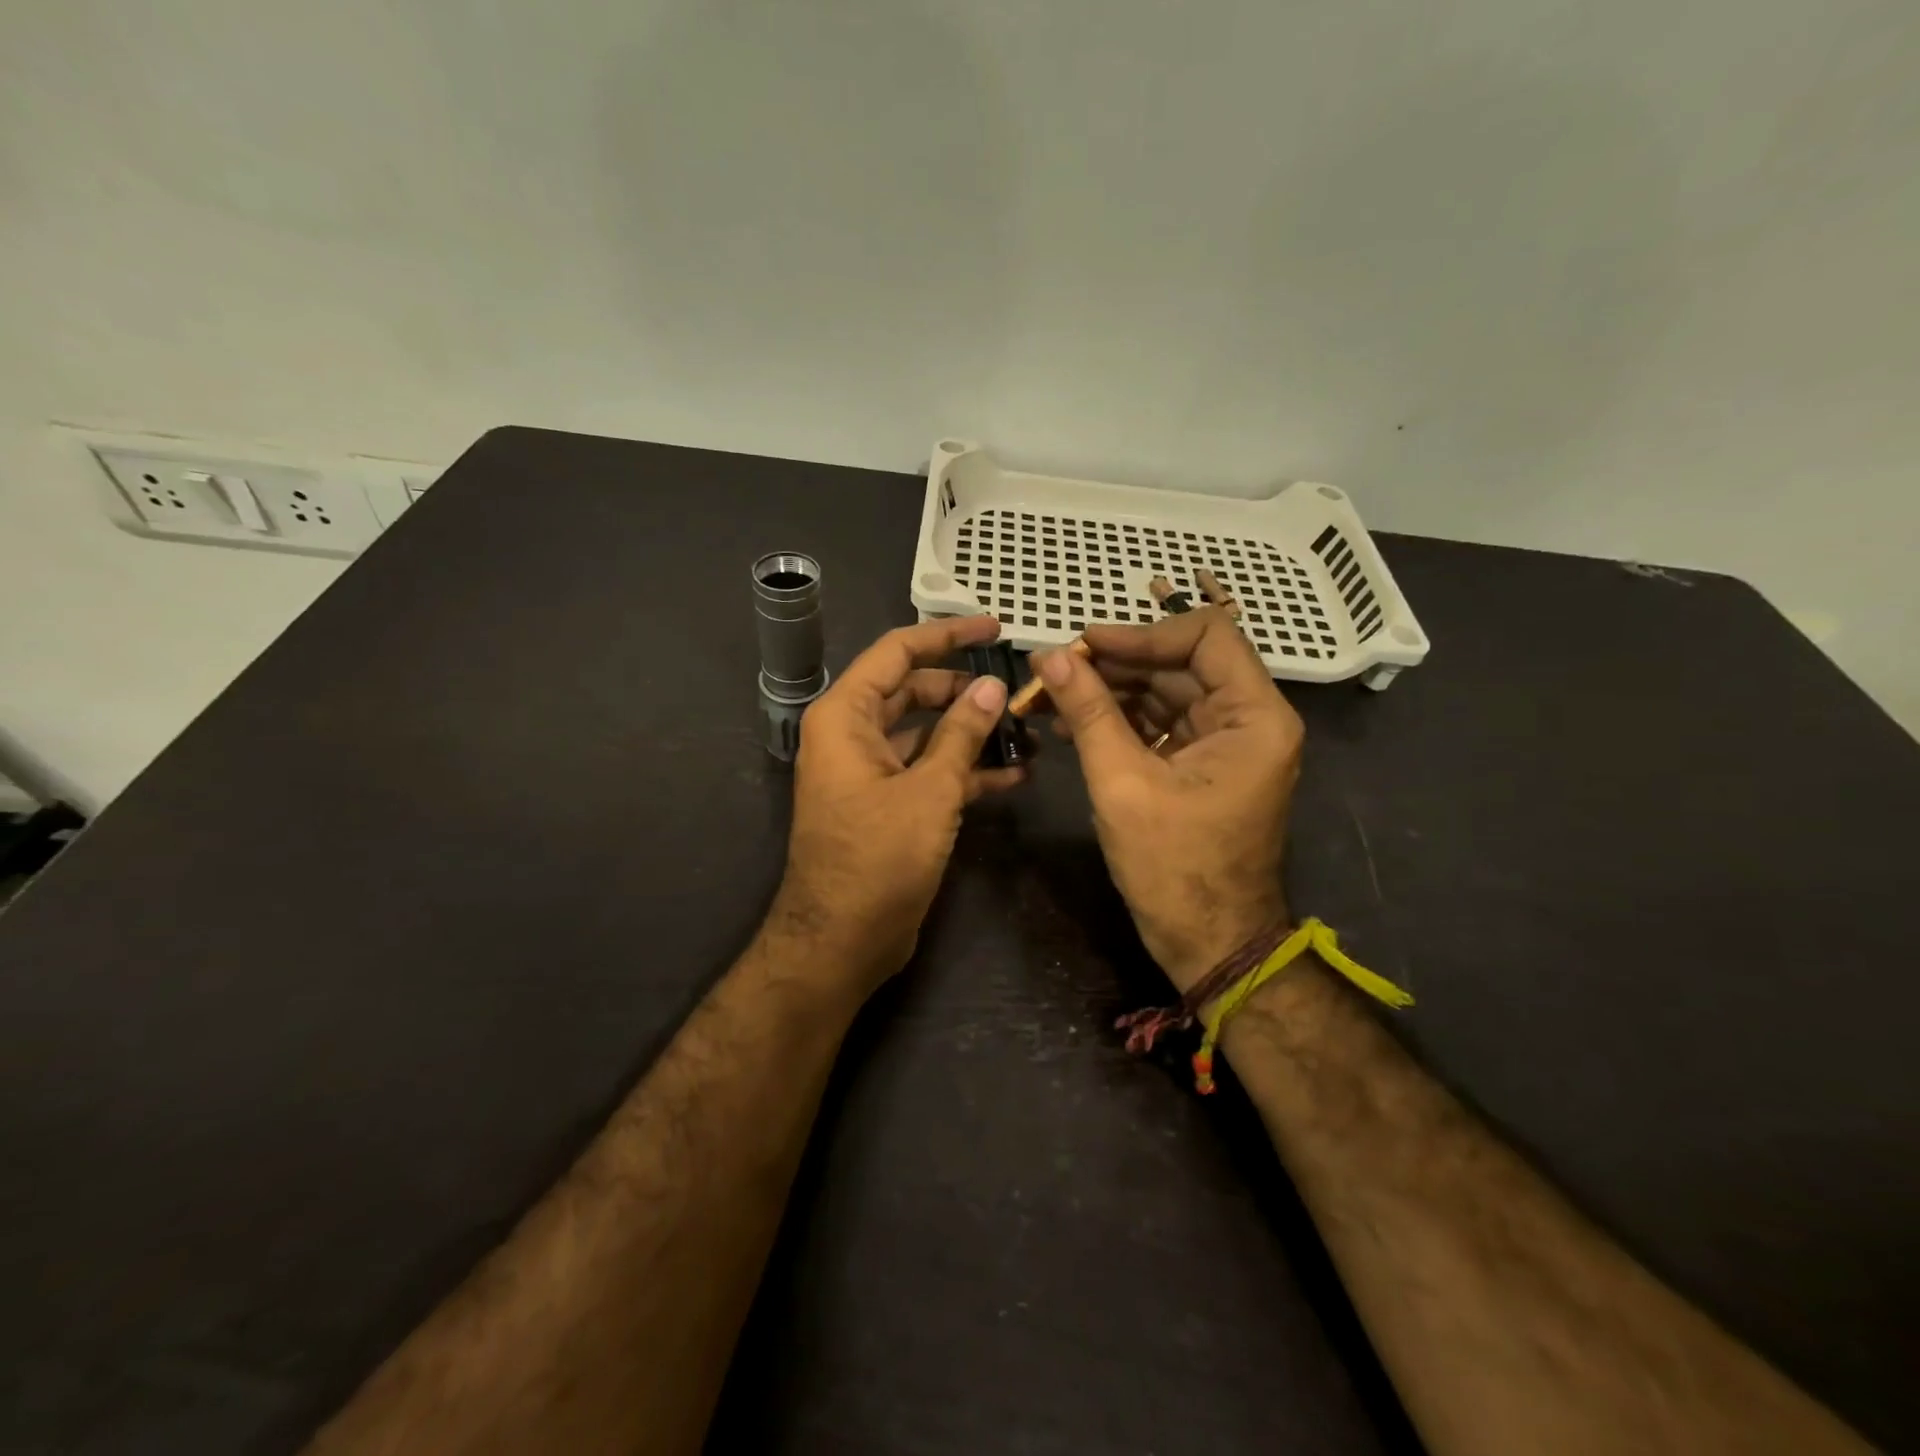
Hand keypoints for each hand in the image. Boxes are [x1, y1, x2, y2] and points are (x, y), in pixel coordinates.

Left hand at [768, 616, 1024, 994]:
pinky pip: (928, 772)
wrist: (842, 941)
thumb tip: (991, 686)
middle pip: (913, 691)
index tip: (994, 628)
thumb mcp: (929, 791)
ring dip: (971, 732)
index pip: (897, 652)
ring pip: (926, 734)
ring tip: (1025, 729)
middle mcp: (853, 735)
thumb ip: (962, 734)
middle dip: (964, 688)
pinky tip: (1015, 774)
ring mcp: (871, 772)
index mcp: (846, 716)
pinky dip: (965, 771)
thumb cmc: (878, 858)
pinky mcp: (888, 805)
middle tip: (1017, 688)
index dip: (946, 635)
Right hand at [1037, 608, 1302, 992]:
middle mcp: (1249, 719)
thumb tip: (1048, 656)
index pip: (1206, 635)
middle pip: (1180, 663)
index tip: (1085, 645)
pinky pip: (1160, 723)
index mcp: (1254, 716)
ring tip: (1048, 697)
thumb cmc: (1174, 868)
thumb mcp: (1123, 784)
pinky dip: (1118, 720)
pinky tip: (1070, 724)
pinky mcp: (1202, 763)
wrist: (1208, 943)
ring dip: (1108, 692)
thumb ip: (1088, 712)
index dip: (1142, 633)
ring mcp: (1225, 742)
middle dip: (1113, 664)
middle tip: (1051, 671)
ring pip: (1164, 691)